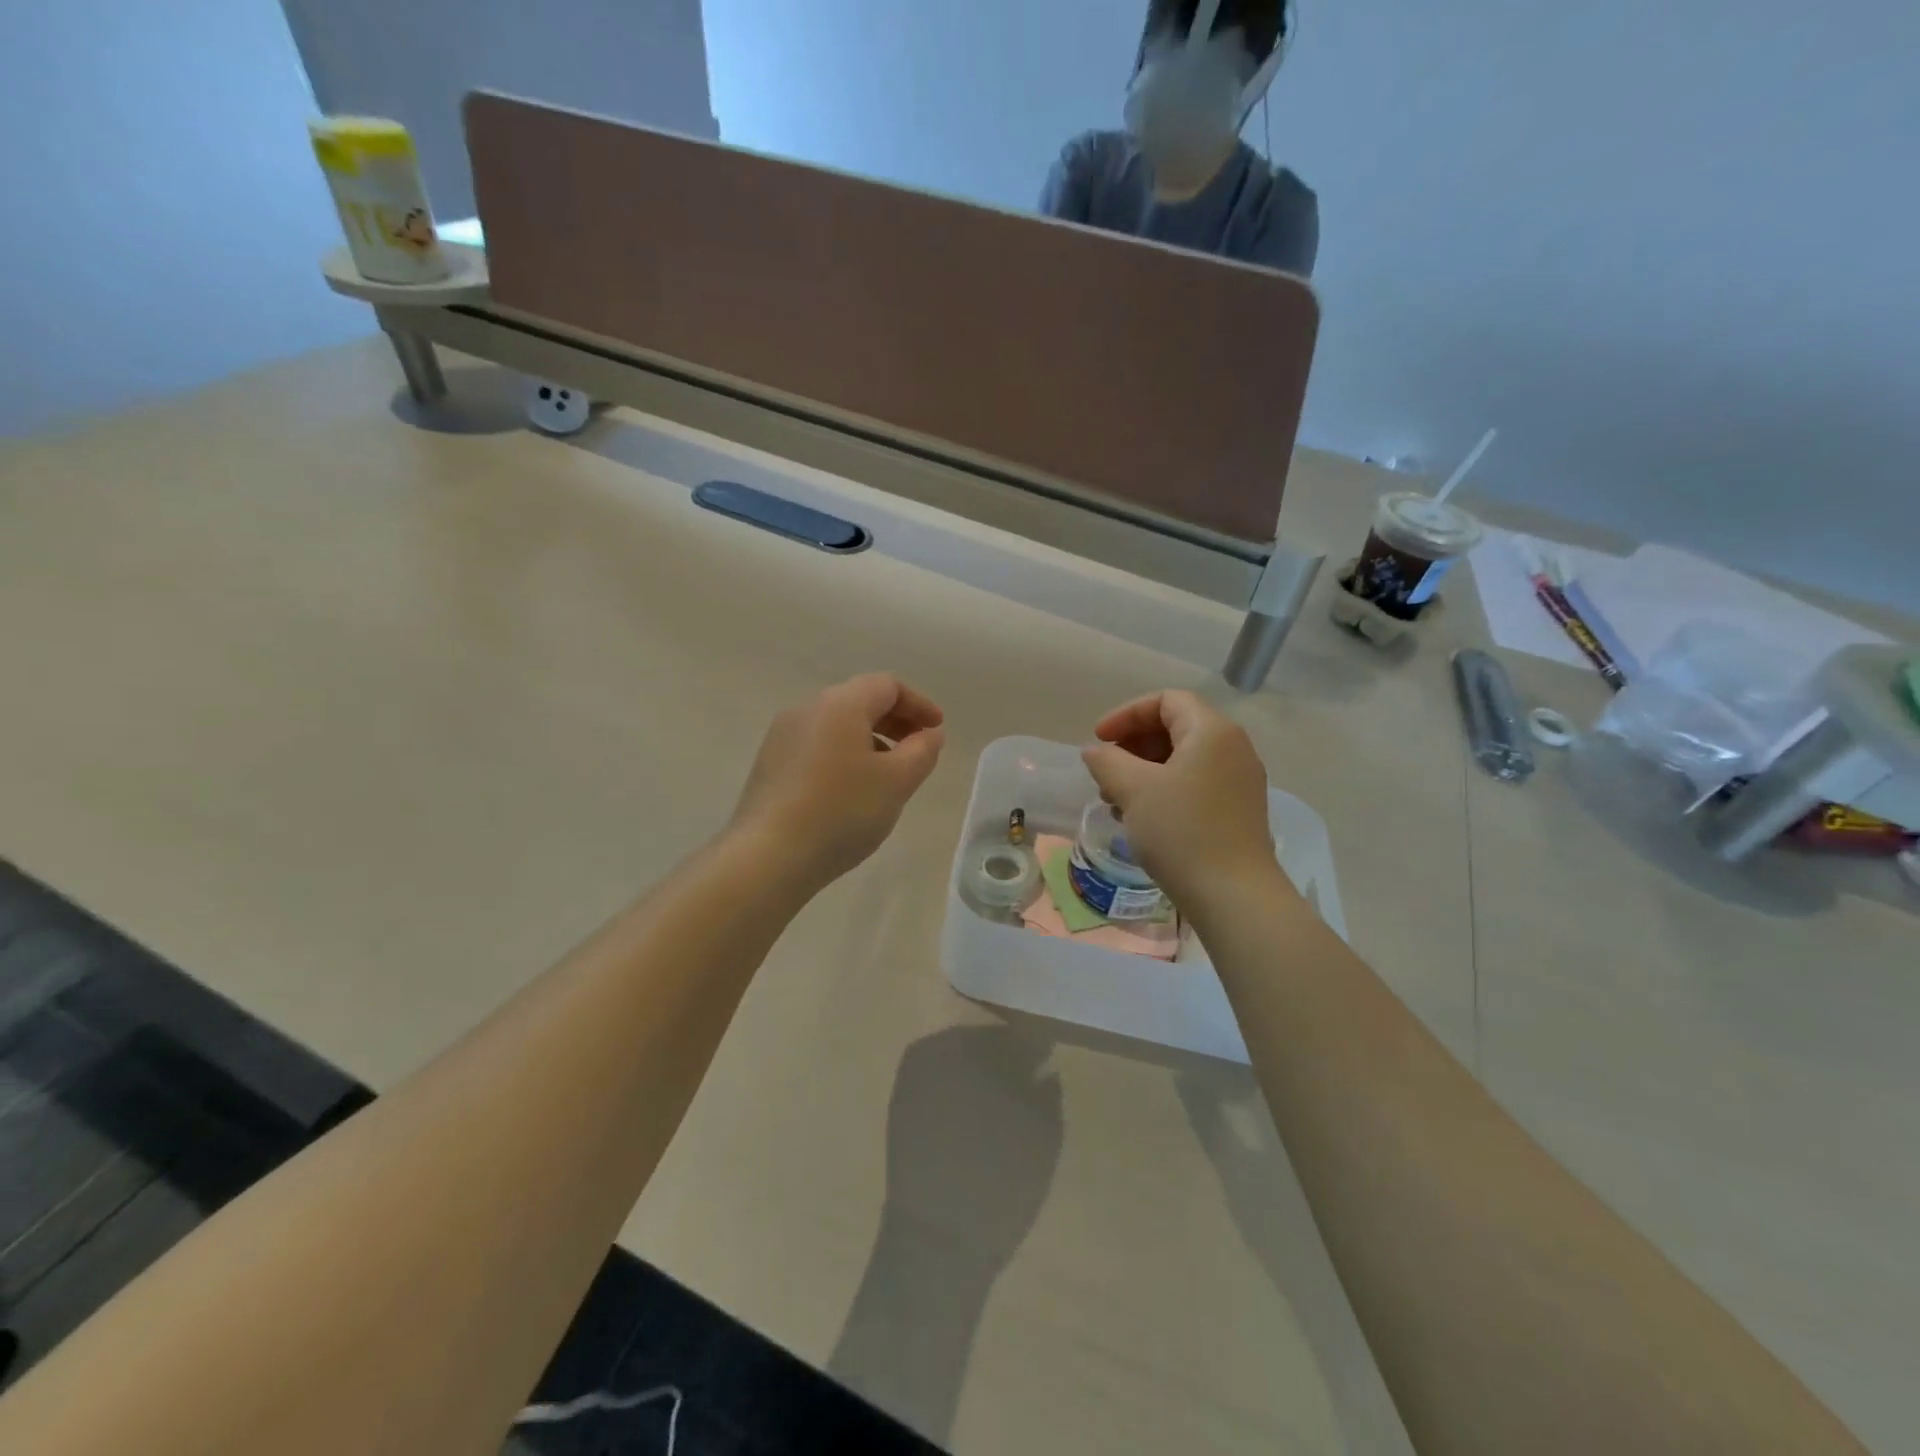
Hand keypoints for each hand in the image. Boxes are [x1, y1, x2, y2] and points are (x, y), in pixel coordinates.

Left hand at [731, 673, 945, 889]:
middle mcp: (807, 709)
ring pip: (837, 725)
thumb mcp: (897, 782)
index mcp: (840, 704)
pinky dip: (843, 755)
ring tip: (887, 774)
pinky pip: (817, 746)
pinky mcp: (770, 764)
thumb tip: (929, 734)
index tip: (937, 730)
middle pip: (859, 700)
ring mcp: (782, 736)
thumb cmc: (842, 812)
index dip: (918, 704)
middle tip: (918, 749)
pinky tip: (851, 790)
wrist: (768, 856)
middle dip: (895, 721)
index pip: (887, 686)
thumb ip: (922, 751)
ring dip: (869, 739)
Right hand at [1081, 690, 1283, 905]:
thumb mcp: (1133, 790)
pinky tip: (1142, 817)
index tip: (1099, 740)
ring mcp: (1239, 781)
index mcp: (1212, 731)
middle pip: (1176, 727)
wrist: (1234, 896)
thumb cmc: (1181, 831)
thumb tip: (1095, 751)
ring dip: (1145, 770)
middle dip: (1134, 744)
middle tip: (1105, 771)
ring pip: (1184, 759)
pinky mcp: (1238, 810)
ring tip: (1116, 799)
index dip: (1126, 714)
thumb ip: (1107, 761)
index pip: (1166, 700)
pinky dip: (1165, 789)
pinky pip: (1195, 784)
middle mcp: (1233, 748)